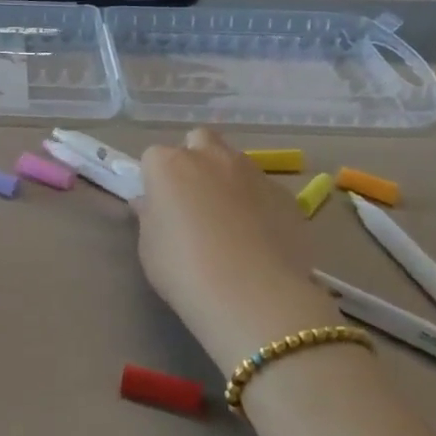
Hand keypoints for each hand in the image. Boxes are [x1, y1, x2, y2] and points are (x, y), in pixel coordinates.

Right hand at [133, 129, 340, 367]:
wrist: (252, 295)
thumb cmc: (184, 269)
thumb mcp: (149, 247)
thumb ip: (150, 216)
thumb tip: (151, 203)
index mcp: (169, 165)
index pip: (153, 157)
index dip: (154, 180)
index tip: (157, 205)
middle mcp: (212, 157)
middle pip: (199, 140)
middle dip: (194, 158)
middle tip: (192, 198)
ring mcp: (253, 173)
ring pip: (235, 162)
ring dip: (227, 179)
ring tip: (228, 220)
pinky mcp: (286, 195)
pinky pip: (264, 189)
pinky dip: (257, 203)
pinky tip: (257, 237)